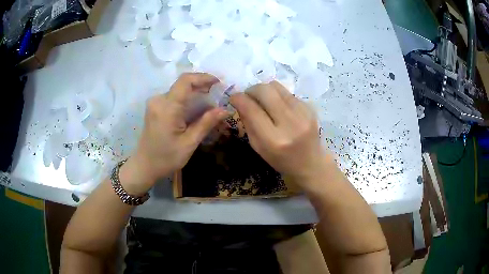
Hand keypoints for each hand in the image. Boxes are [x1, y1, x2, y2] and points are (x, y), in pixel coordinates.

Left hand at [123, 73, 227, 193]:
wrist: (144, 166)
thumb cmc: (166, 158)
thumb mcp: (189, 143)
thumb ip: (206, 123)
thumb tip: (226, 109)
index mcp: (167, 107)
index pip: (186, 81)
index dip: (204, 77)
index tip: (219, 83)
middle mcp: (159, 100)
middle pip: (183, 84)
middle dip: (202, 86)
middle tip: (219, 95)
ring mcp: (155, 103)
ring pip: (179, 90)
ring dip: (195, 93)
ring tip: (211, 103)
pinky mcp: (155, 107)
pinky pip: (174, 97)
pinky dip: (187, 99)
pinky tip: (197, 109)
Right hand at [230, 81, 329, 189]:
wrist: (311, 163)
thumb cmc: (281, 160)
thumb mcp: (259, 147)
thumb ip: (248, 123)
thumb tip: (240, 101)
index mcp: (274, 140)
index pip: (252, 109)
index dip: (239, 99)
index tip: (234, 97)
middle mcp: (290, 124)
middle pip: (265, 91)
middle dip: (251, 90)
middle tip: (248, 97)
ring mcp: (303, 113)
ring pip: (276, 86)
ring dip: (265, 90)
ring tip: (263, 100)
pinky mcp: (310, 107)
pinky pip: (287, 92)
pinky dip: (278, 96)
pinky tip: (279, 107)